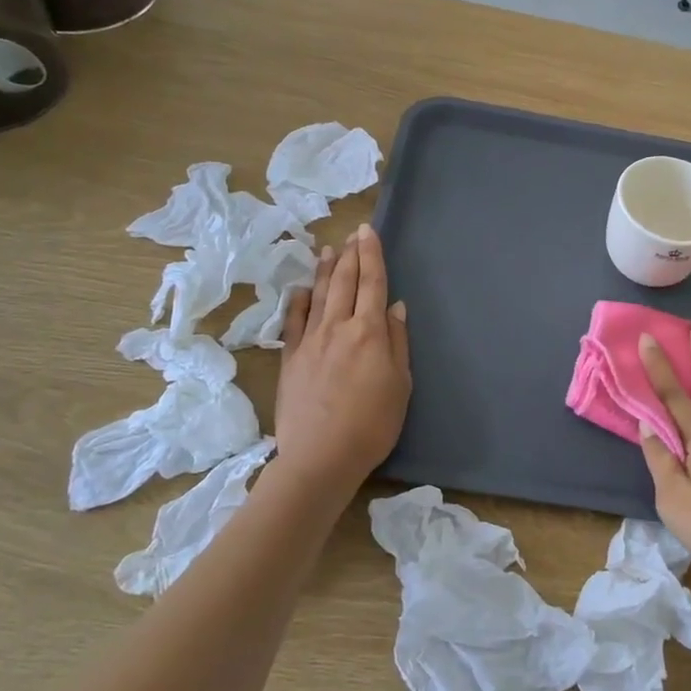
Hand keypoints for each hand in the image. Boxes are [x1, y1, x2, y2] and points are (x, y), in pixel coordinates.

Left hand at [274, 224, 410, 493]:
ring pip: (318, 296)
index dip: (371, 255)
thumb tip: (395, 306)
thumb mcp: (400, 384)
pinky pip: (294, 321)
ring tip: (328, 250)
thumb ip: (398, 342)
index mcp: (370, 332)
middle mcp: (338, 327)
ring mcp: (310, 341)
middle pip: (344, 282)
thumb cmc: (372, 424)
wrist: (320, 457)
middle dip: (350, 255)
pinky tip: (300, 290)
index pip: (372, 283)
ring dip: (324, 270)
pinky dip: (298, 302)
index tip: (368, 232)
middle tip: (352, 234)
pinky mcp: (290, 359)